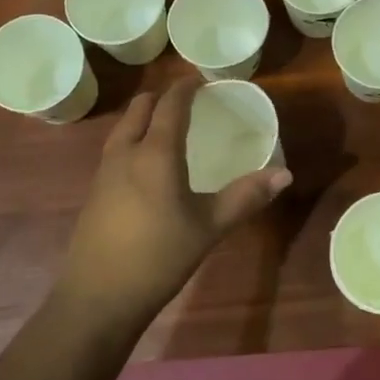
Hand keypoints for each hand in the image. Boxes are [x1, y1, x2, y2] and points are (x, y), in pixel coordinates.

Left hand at [58, 80, 290, 328]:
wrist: (96, 299)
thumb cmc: (158, 257)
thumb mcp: (209, 227)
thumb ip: (246, 197)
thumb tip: (285, 175)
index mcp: (155, 152)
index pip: (170, 104)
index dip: (186, 87)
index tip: (203, 80)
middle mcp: (125, 152)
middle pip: (140, 107)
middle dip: (163, 97)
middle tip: (190, 102)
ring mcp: (104, 172)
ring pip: (124, 127)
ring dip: (145, 117)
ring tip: (170, 128)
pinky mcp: (94, 193)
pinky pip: (116, 149)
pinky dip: (134, 140)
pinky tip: (149, 166)